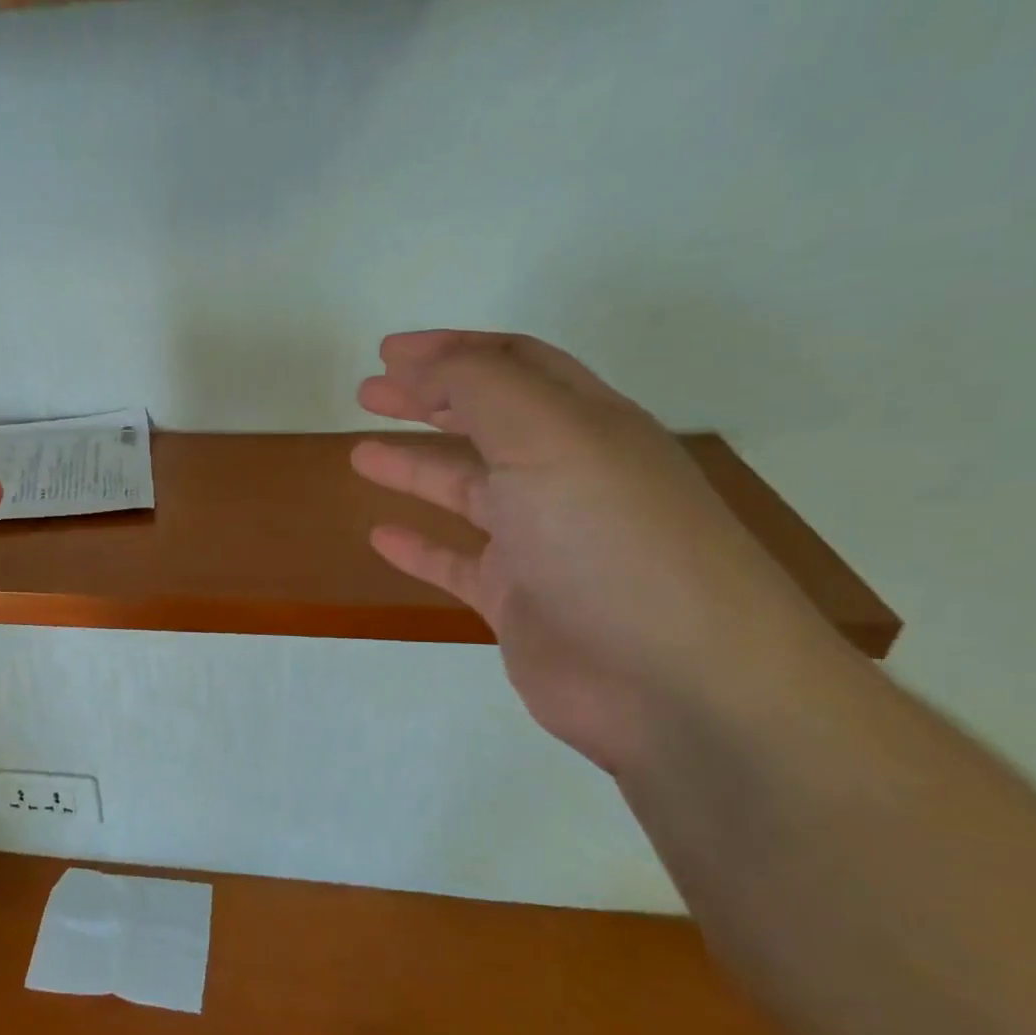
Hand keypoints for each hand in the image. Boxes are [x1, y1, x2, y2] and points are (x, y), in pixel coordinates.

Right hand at [352, 332, 848, 772]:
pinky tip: (382, 536)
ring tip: (360, 455)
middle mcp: (567, 476)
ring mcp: (544, 542)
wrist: (676, 684)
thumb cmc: (611, 541)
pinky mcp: (521, 602)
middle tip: (367, 391)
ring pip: (468, 490)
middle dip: (426, 400)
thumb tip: (425, 362)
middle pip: (486, 421)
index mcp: (586, 424)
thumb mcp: (547, 436)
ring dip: (416, 467)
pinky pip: (458, 563)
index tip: (387, 350)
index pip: (513, 365)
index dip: (450, 350)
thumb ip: (480, 387)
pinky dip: (419, 546)